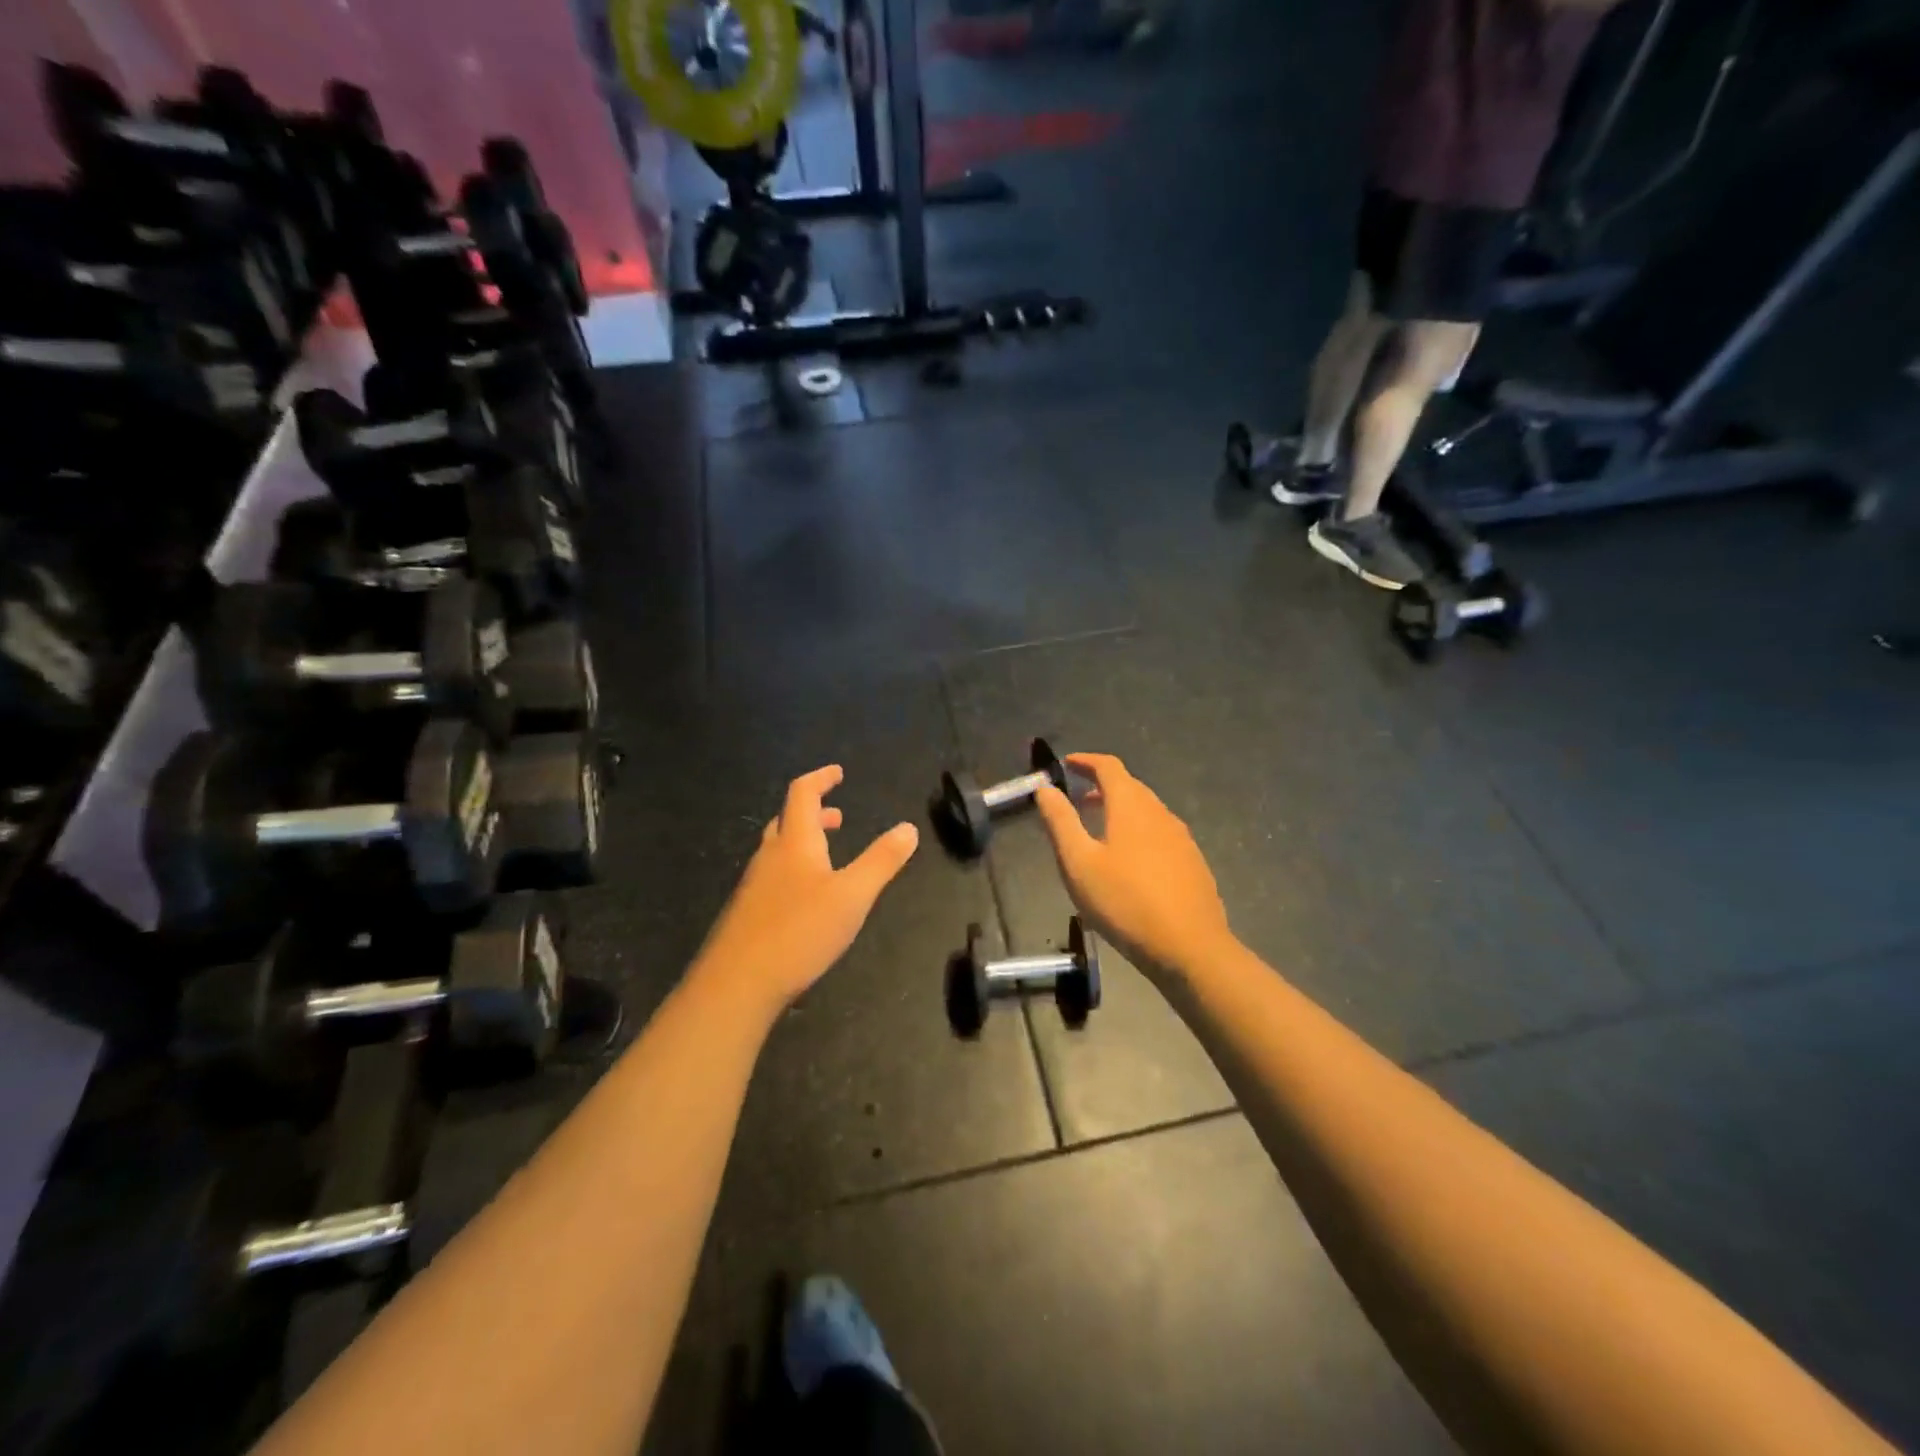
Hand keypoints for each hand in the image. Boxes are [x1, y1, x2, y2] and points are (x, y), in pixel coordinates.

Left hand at [693, 765, 918, 1014]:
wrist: (737, 983)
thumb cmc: (800, 931)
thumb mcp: (852, 896)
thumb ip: (881, 861)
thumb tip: (909, 828)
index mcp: (795, 843)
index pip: (803, 794)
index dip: (821, 778)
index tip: (838, 773)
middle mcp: (770, 856)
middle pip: (787, 820)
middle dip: (814, 812)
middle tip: (837, 817)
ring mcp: (754, 885)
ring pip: (778, 849)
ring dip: (803, 841)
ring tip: (827, 855)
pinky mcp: (748, 913)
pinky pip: (772, 876)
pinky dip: (793, 868)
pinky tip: (806, 899)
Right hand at [1033, 753, 1233, 980]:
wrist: (1190, 948)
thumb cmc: (1125, 902)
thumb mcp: (1079, 863)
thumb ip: (1060, 822)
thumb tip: (1045, 789)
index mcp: (1131, 806)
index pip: (1109, 766)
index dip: (1086, 761)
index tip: (1066, 764)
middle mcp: (1160, 813)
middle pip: (1130, 787)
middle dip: (1101, 786)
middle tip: (1077, 798)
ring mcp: (1182, 838)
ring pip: (1146, 811)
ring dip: (1120, 810)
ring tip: (1098, 830)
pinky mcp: (1193, 862)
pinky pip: (1159, 834)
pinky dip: (1138, 831)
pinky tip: (1129, 862)